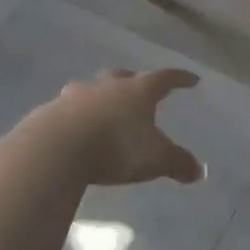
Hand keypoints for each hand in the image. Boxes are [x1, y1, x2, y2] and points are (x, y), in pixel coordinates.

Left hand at [23, 69, 203, 185]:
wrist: (56, 148)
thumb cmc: (115, 147)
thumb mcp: (155, 160)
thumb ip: (178, 163)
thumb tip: (198, 171)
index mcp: (138, 91)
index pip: (165, 78)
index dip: (180, 79)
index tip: (191, 79)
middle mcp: (108, 85)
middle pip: (124, 77)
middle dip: (134, 82)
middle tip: (140, 90)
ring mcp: (77, 95)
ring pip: (93, 88)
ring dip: (101, 95)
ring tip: (104, 106)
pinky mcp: (52, 110)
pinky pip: (69, 107)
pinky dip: (77, 113)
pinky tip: (76, 126)